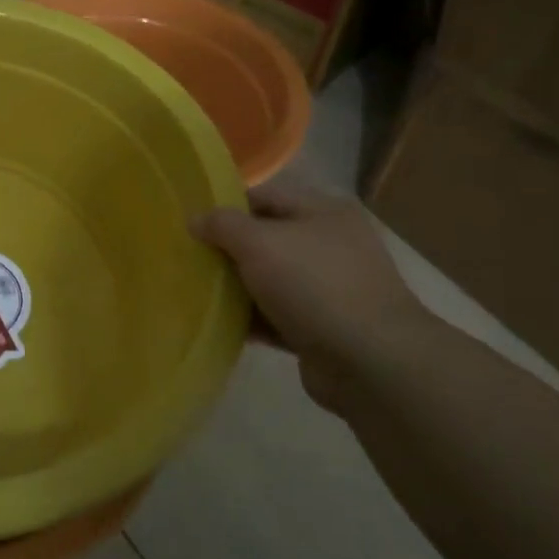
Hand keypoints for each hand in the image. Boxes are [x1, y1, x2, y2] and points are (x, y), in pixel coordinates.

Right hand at [190, 183, 429, 409]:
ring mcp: (329, 287)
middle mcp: (329, 244)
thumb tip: (195, 219)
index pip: (262, 196)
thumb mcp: (259, 242)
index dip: (225, 206)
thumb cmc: (313, 285)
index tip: (190, 223)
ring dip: (237, 286)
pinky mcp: (323, 327)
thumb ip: (222, 224)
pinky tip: (219, 323)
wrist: (370, 361)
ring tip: (196, 291)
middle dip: (228, 249)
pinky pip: (277, 315)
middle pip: (265, 238)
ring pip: (270, 279)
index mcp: (322, 211)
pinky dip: (252, 318)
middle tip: (188, 258)